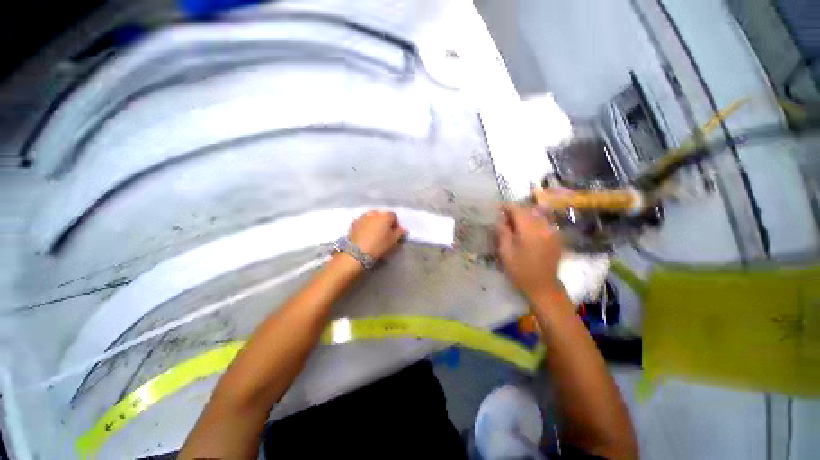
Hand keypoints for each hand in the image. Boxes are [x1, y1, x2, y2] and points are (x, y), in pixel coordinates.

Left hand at [348, 211, 406, 259]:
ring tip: (374, 234)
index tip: (394, 233)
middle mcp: (374, 213)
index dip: (395, 224)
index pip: (394, 216)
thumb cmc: (379, 245)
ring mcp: (363, 217)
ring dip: (374, 223)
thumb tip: (403, 229)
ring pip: (372, 218)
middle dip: (384, 223)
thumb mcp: (394, 241)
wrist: (357, 253)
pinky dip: (365, 226)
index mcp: (385, 216)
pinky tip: (365, 235)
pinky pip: (363, 222)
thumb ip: (400, 233)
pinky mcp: (354, 223)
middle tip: (384, 234)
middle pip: (382, 215)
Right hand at [496, 204, 564, 301]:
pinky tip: (527, 229)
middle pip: (528, 210)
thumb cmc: (520, 270)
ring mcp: (553, 231)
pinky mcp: (556, 236)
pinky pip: (544, 221)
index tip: (498, 208)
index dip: (506, 207)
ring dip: (525, 215)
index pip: (518, 209)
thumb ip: (502, 231)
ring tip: (515, 223)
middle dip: (515, 211)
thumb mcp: (505, 251)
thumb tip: (500, 218)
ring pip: (537, 214)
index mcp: (530, 229)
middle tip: (504, 217)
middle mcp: (544, 226)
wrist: (543, 286)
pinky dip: (534, 221)